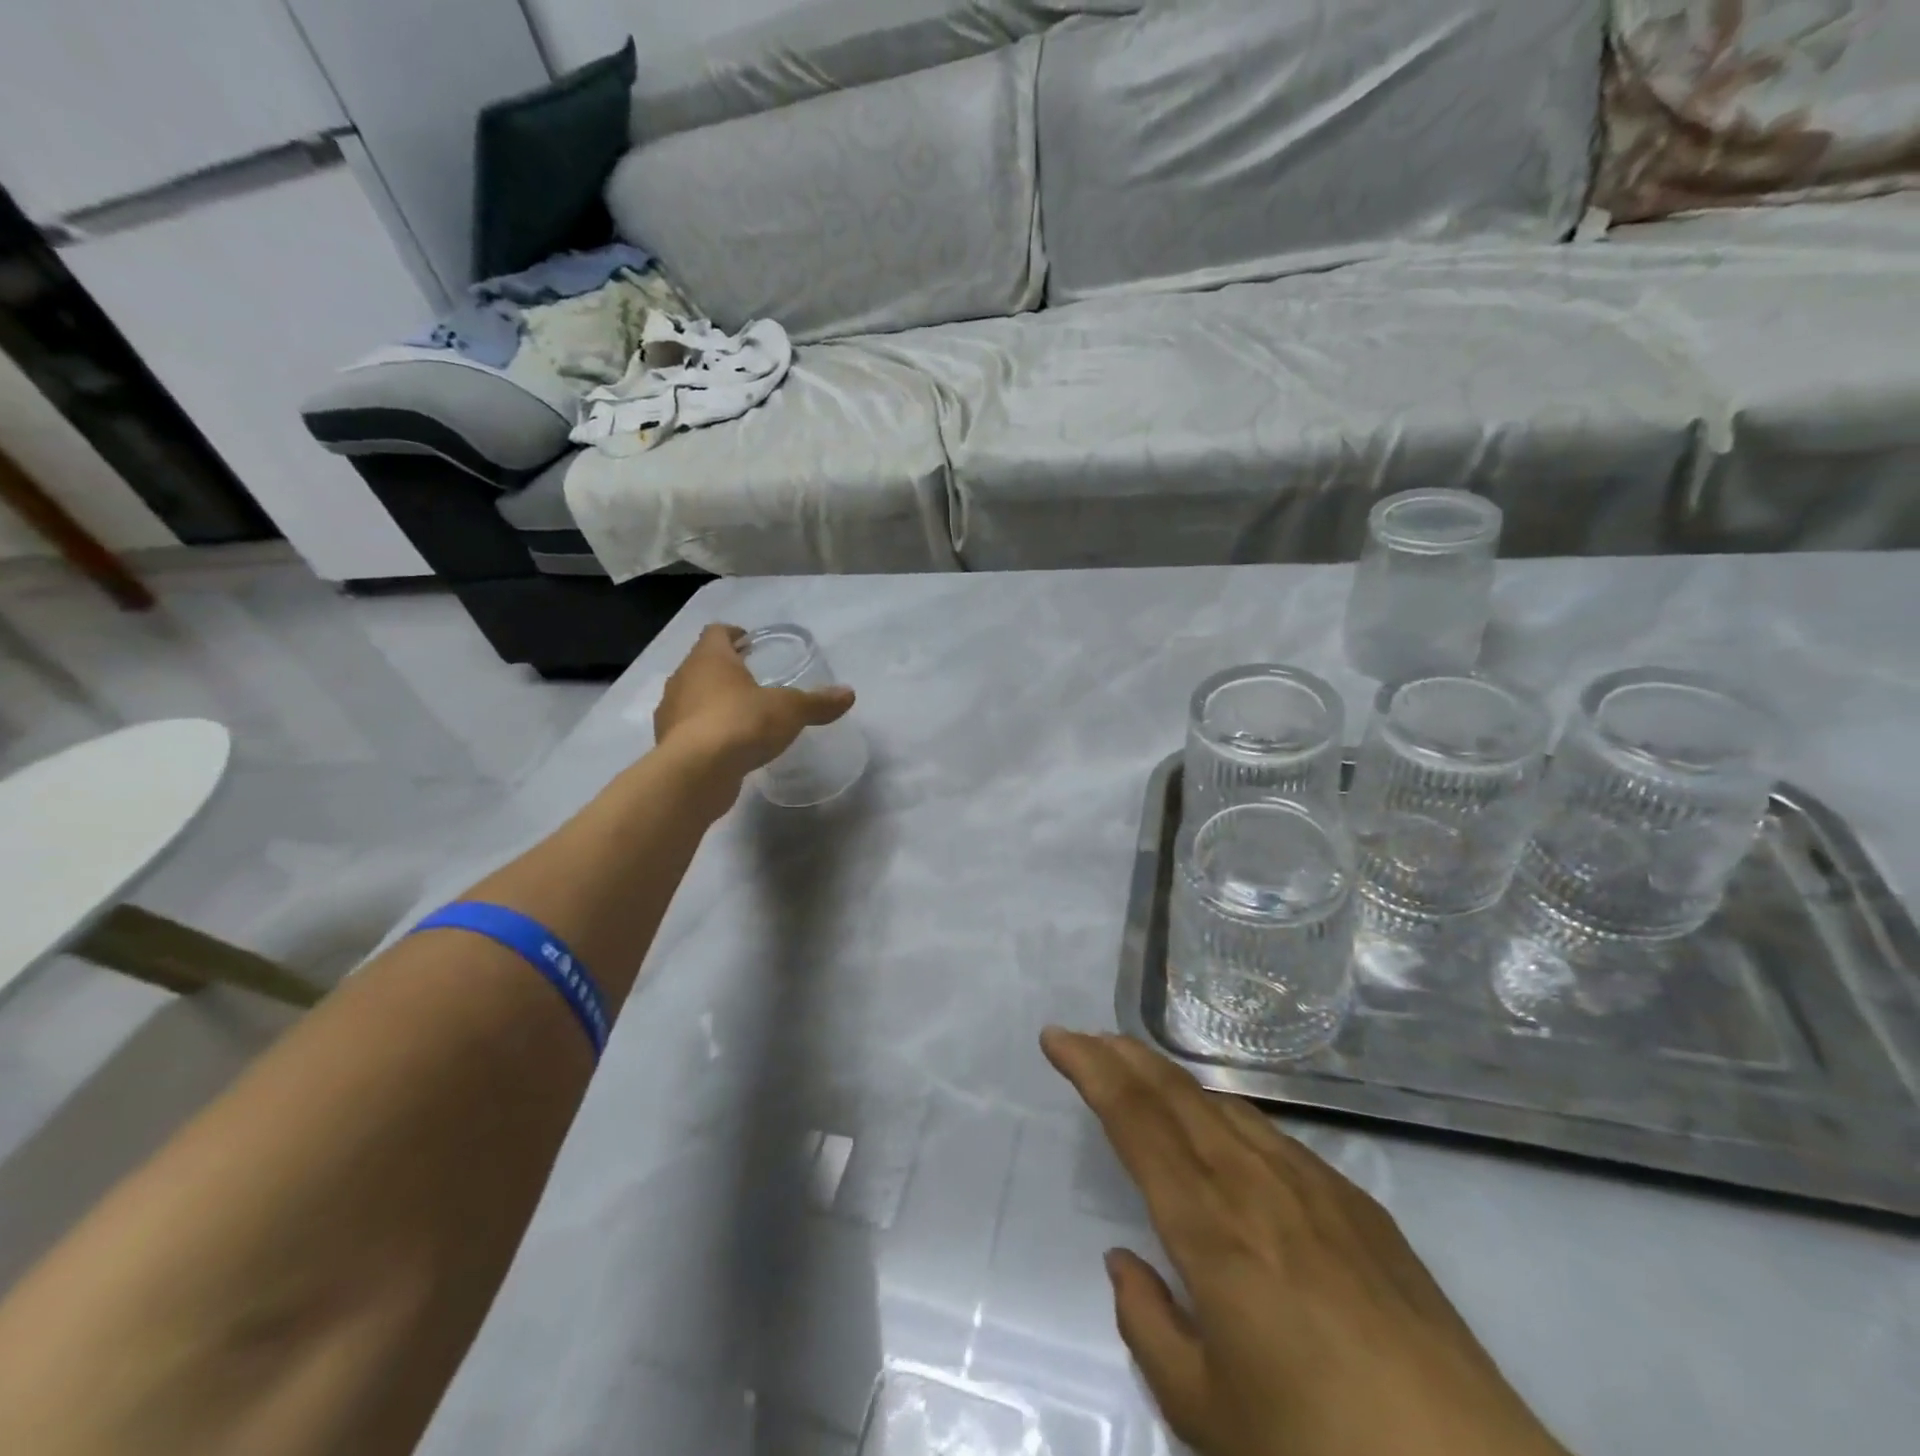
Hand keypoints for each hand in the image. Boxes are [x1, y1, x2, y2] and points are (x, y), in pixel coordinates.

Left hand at [654, 624, 855, 777]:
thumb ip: (817, 702)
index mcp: (709, 659)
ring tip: (741, 715)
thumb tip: (848, 693)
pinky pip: (689, 729)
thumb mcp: (790, 710)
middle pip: (702, 664)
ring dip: (712, 702)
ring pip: (692, 697)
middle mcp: (684, 679)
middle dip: (724, 670)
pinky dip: (706, 732)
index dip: (733, 634)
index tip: (749, 643)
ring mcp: (670, 712)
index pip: (716, 633)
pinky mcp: (669, 745)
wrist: (696, 773)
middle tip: (751, 680)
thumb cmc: (742, 723)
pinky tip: (728, 746)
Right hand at [1042, 1030, 1570, 1455]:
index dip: (1090, 1069)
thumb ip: (1149, 1328)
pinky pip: (1274, 1138)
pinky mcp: (1360, 1204)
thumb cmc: (1321, 1455)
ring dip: (1173, 1082)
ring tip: (1143, 1077)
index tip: (1056, 1038)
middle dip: (1123, 1055)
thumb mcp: (1207, 1417)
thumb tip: (1124, 1264)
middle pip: (1176, 1093)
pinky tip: (1226, 1136)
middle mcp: (1257, 1184)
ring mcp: (1315, 1186)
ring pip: (1226, 1106)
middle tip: (1087, 1038)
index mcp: (1211, 1228)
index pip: (1135, 1120)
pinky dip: (1228, 1117)